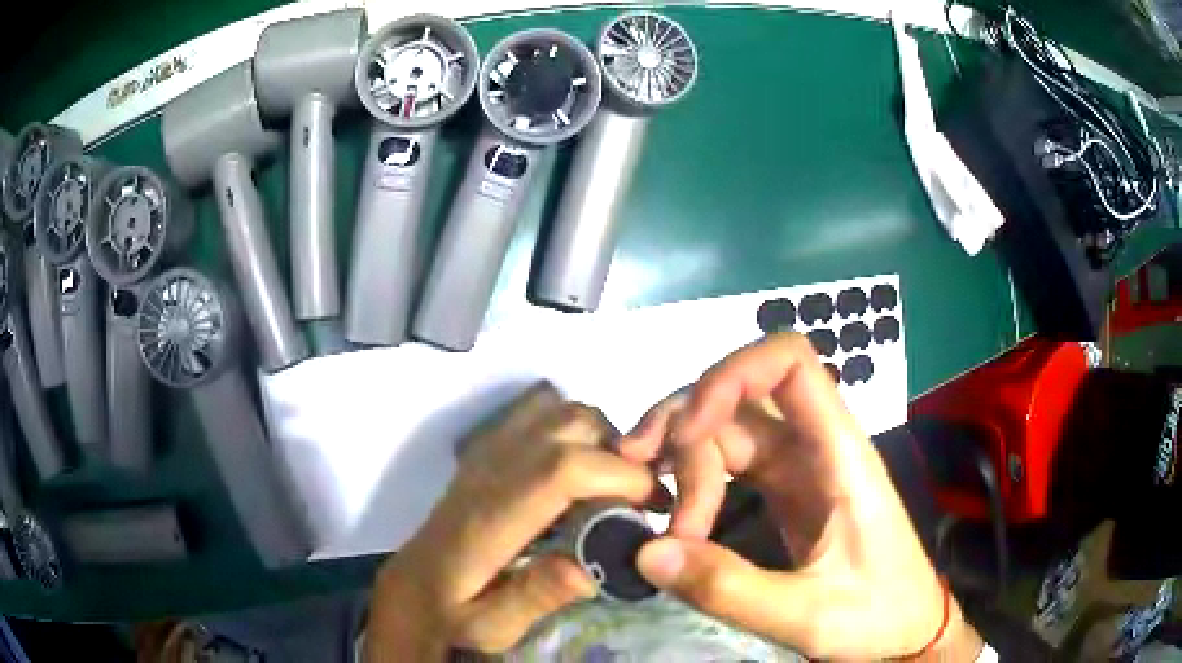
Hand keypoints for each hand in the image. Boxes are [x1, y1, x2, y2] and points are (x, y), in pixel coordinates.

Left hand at [366, 383, 659, 659]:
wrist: (413, 585)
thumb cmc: (452, 610)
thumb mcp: (490, 625)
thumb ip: (534, 598)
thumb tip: (589, 570)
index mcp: (490, 518)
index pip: (560, 470)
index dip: (617, 476)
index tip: (649, 506)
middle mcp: (489, 472)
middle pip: (569, 426)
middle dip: (621, 455)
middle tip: (639, 500)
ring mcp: (486, 452)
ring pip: (559, 412)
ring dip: (601, 438)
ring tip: (614, 485)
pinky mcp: (488, 448)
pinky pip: (541, 411)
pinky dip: (575, 427)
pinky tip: (580, 468)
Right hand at [620, 333, 983, 660]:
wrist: (906, 629)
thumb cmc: (877, 614)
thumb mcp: (807, 616)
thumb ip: (731, 589)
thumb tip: (647, 551)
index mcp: (839, 453)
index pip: (790, 361)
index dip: (733, 372)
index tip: (688, 431)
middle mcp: (815, 445)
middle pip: (740, 397)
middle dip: (687, 433)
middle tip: (653, 498)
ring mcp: (798, 465)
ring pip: (728, 426)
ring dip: (682, 455)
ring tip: (649, 503)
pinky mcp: (784, 489)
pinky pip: (729, 461)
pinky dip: (693, 475)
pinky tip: (671, 508)